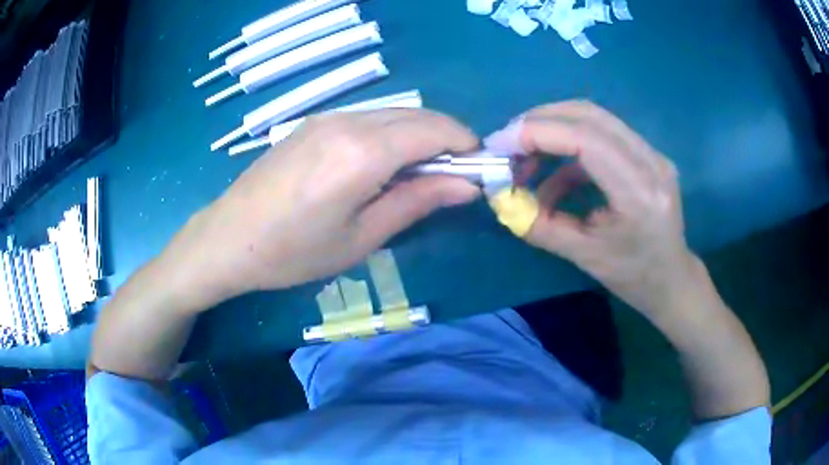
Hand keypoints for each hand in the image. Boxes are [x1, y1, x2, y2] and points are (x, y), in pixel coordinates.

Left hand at [159, 109, 480, 309]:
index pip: (434, 130)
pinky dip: (391, 133)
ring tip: (420, 174)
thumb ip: (417, 202)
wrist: (228, 238)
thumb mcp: (361, 237)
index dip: (465, 145)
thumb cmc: (293, 253)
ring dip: (419, 135)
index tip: (478, 169)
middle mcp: (348, 122)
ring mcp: (327, 117)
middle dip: (446, 138)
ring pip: (393, 113)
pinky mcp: (313, 122)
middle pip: (417, 115)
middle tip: (454, 176)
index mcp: (363, 153)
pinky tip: (383, 164)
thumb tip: (468, 186)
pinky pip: (368, 117)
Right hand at [487, 101, 696, 317]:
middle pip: (589, 115)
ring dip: (554, 129)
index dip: (538, 133)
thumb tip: (501, 199)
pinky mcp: (647, 153)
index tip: (499, 144)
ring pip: (595, 117)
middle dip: (540, 121)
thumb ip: (539, 225)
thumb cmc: (634, 277)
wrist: (672, 279)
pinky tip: (556, 174)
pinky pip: (603, 133)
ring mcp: (653, 153)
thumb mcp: (583, 256)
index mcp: (640, 193)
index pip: (586, 139)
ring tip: (527, 158)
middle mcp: (651, 162)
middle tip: (508, 143)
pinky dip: (571, 145)